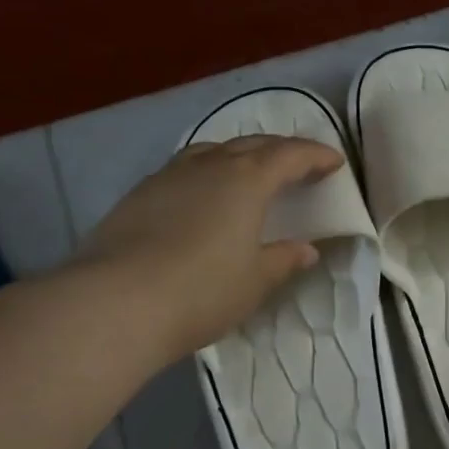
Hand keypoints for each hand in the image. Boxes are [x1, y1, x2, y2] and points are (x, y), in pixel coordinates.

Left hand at [76, 134, 342, 360]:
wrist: (114, 303)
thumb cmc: (201, 290)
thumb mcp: (255, 281)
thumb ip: (283, 260)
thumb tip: (305, 250)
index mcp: (247, 180)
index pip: (290, 156)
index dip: (315, 156)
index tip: (334, 162)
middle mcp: (209, 166)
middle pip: (252, 145)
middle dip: (281, 150)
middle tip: (300, 163)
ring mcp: (168, 177)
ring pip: (213, 151)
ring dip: (239, 155)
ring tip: (250, 171)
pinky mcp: (138, 195)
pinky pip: (184, 169)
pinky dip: (207, 172)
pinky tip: (203, 195)